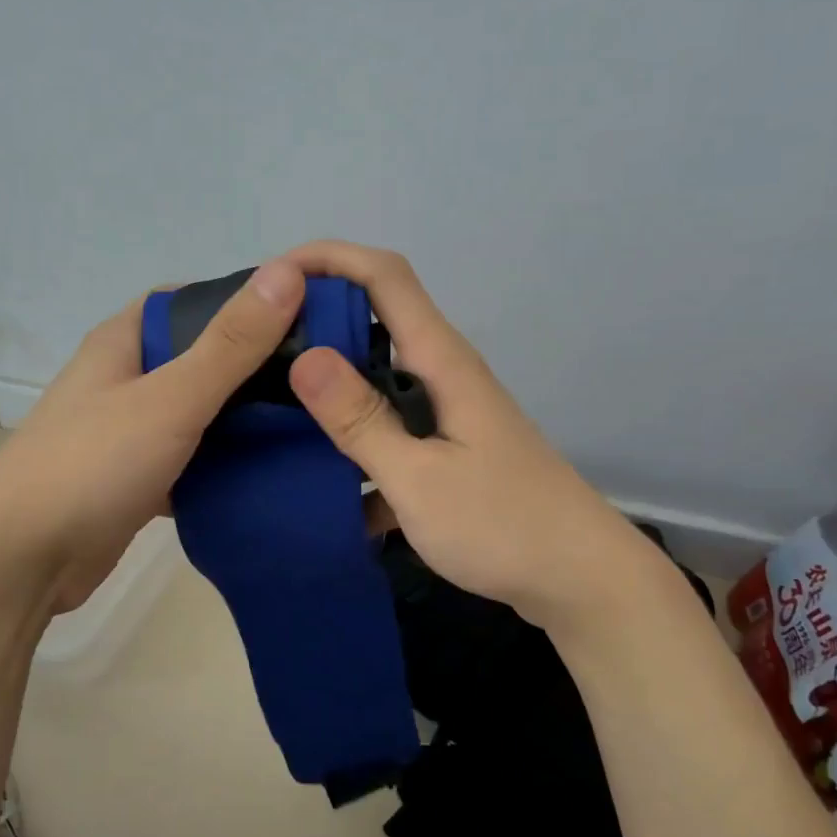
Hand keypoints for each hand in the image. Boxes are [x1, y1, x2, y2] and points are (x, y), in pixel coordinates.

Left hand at [0, 259, 306, 613]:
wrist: (22, 561)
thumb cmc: (93, 465)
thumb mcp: (170, 398)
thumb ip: (231, 343)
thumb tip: (287, 272)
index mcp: (123, 341)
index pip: (190, 300)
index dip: (243, 300)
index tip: (300, 315)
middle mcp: (124, 378)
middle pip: (200, 357)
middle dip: (253, 364)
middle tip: (316, 374)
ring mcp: (128, 430)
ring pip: (198, 411)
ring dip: (241, 416)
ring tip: (307, 419)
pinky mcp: (136, 477)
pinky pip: (191, 457)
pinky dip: (222, 462)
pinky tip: (267, 470)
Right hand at [284, 242, 655, 632]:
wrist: (580, 578)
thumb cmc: (502, 525)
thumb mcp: (418, 478)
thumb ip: (361, 420)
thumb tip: (305, 357)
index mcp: (440, 361)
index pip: (384, 276)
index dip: (329, 258)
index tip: (272, 278)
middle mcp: (443, 374)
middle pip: (377, 320)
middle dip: (318, 322)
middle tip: (256, 350)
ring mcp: (447, 413)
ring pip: (378, 379)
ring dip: (331, 387)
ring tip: (272, 409)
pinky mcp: (448, 449)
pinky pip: (390, 428)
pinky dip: (356, 442)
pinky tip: (320, 480)